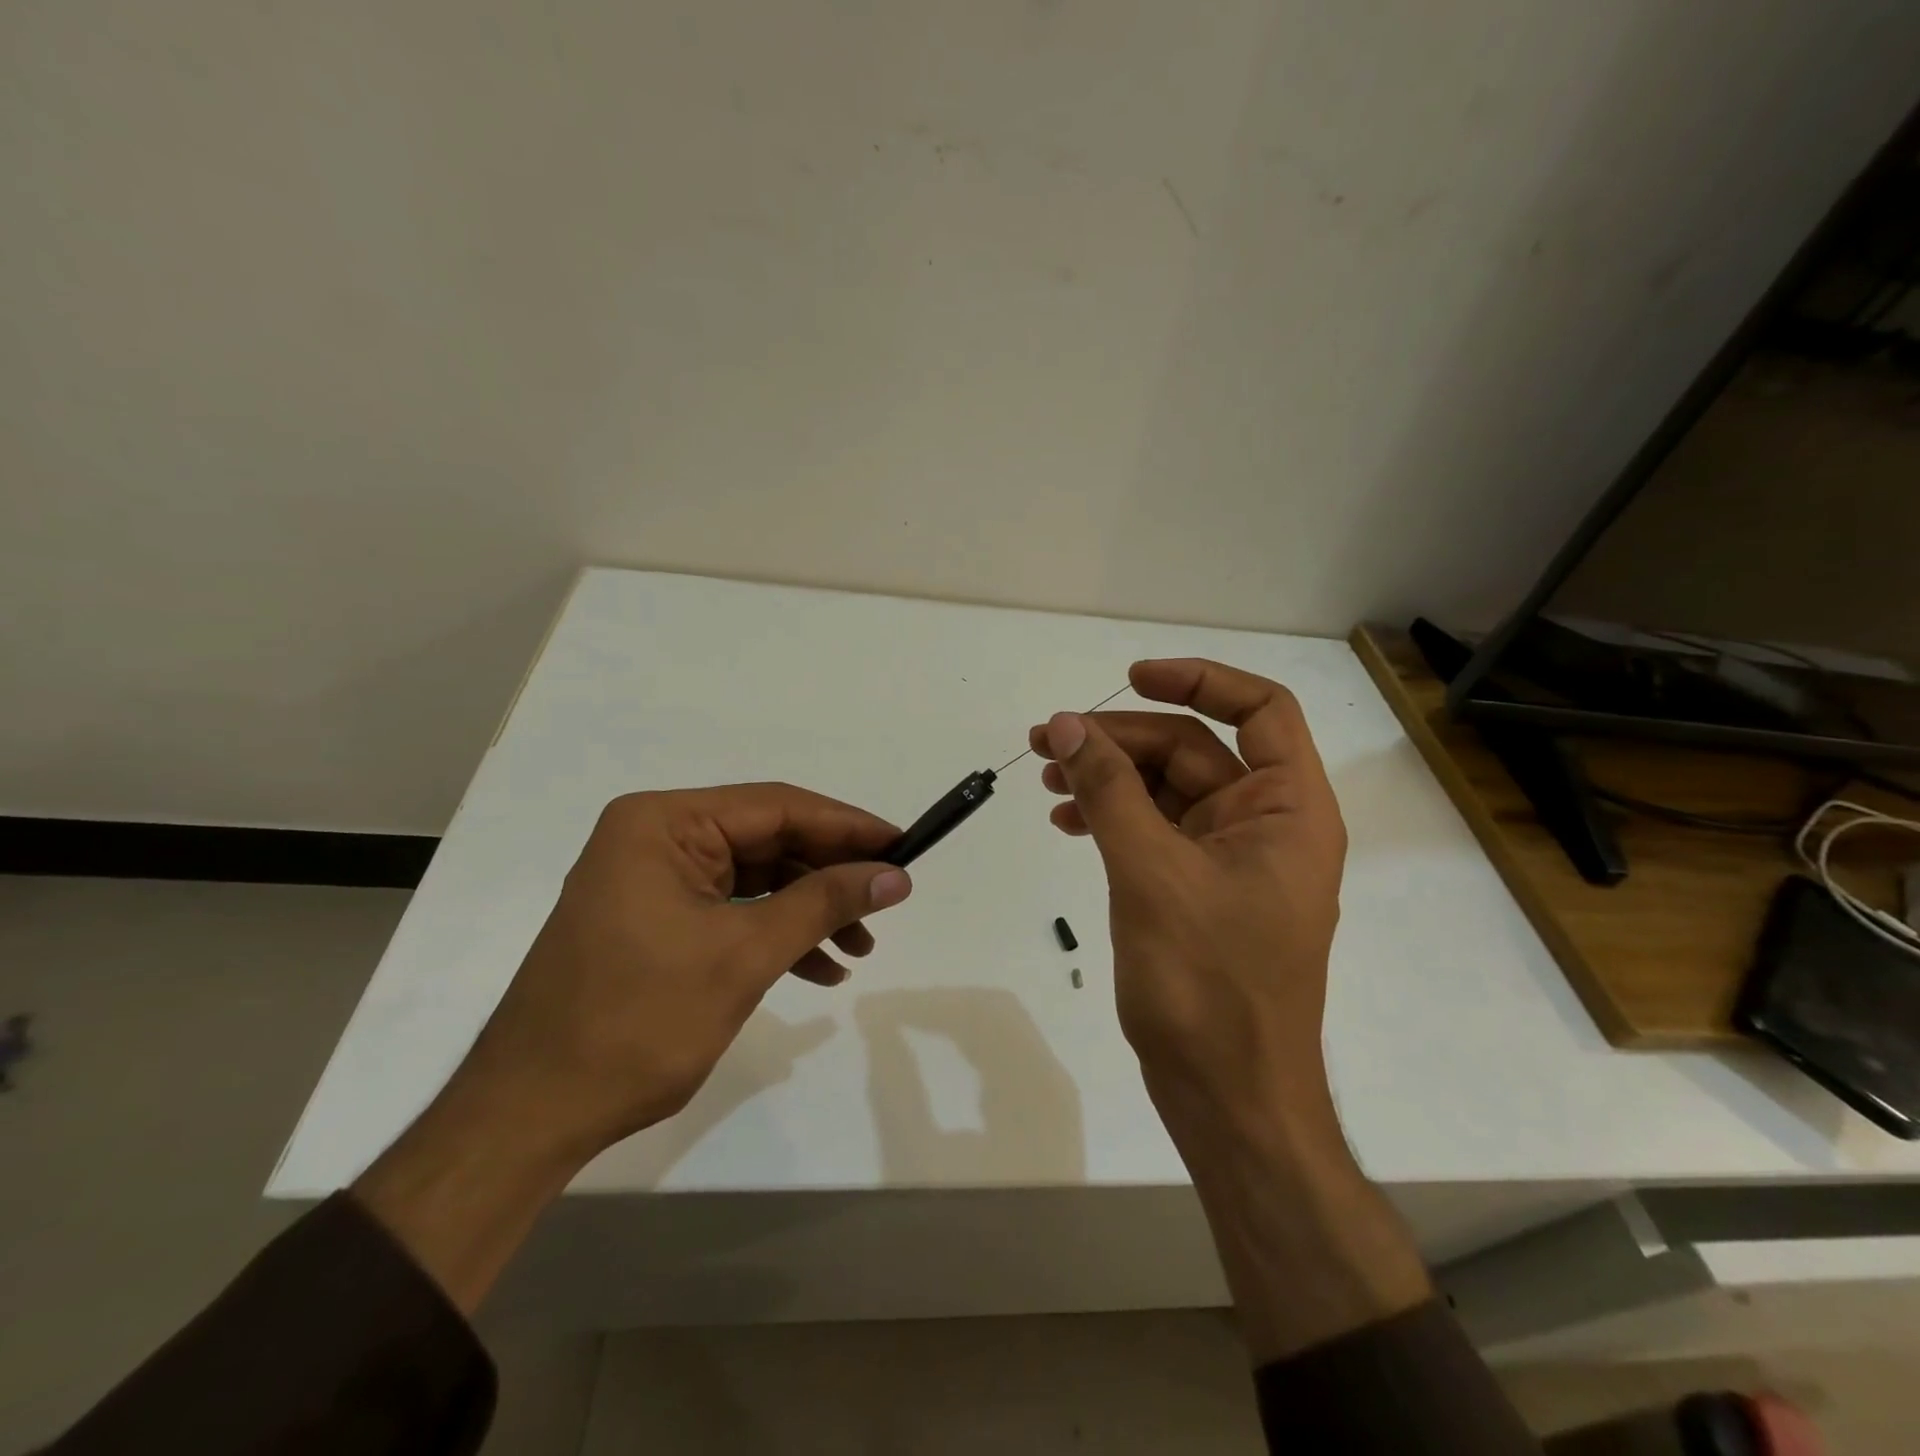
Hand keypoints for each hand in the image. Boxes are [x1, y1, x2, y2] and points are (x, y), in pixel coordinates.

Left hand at [354, 783, 910, 1311]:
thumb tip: (895, 875)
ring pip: (756, 879)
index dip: (846, 826)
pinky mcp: (656, 921)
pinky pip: (732, 911)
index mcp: (663, 823)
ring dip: (809, 912)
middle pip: (768, 841)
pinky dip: (776, 935)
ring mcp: (653, 881)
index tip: (903, 845)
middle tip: (887, 902)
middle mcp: (655, 838)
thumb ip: (824, 904)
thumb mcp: (743, 955)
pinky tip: (818, 970)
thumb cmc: (636, 1021)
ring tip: (860, 950)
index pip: (776, 807)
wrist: (531, 1115)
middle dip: (829, 876)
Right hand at [1030, 658, 1345, 1144]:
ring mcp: (1229, 860)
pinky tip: (1066, 822)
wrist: (1227, 1099)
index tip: (1131, 678)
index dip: (1199, 681)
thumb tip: (1067, 724)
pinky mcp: (1196, 890)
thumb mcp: (1151, 873)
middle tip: (1048, 740)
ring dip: (1107, 777)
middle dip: (1120, 740)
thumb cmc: (1207, 986)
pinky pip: (1153, 832)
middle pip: (1192, 750)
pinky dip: (1111, 819)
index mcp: (1287, 810)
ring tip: (1044, 777)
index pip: (1260, 710)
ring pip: (1165, 790)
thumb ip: (1109, 791)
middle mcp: (1264, 825)